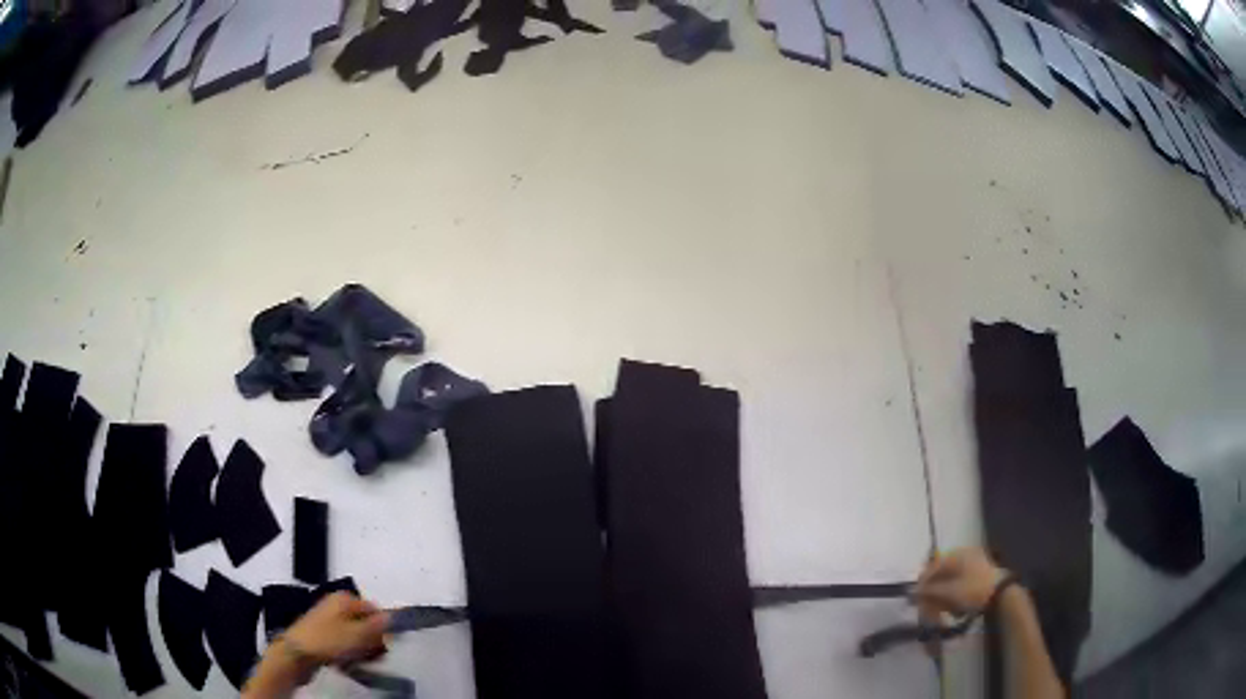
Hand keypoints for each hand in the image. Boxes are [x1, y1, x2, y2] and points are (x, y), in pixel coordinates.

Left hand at [284, 592, 388, 666]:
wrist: (296, 653)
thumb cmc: (328, 641)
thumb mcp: (357, 634)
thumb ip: (377, 626)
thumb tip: (393, 616)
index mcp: (344, 598)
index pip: (374, 609)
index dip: (383, 628)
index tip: (386, 646)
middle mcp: (336, 605)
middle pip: (365, 623)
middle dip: (372, 641)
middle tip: (372, 656)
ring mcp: (328, 620)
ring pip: (355, 635)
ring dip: (362, 650)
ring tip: (359, 661)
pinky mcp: (322, 635)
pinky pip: (344, 642)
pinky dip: (349, 652)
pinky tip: (348, 662)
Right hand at [912, 547, 1006, 615]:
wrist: (1001, 594)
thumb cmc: (972, 590)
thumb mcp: (948, 593)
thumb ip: (929, 591)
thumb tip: (913, 592)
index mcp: (956, 554)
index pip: (932, 567)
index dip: (922, 584)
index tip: (916, 599)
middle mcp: (964, 554)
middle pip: (941, 574)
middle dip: (934, 593)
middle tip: (929, 608)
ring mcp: (974, 563)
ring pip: (951, 580)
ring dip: (944, 597)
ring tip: (943, 611)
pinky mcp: (979, 573)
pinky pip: (960, 583)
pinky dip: (954, 595)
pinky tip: (955, 609)